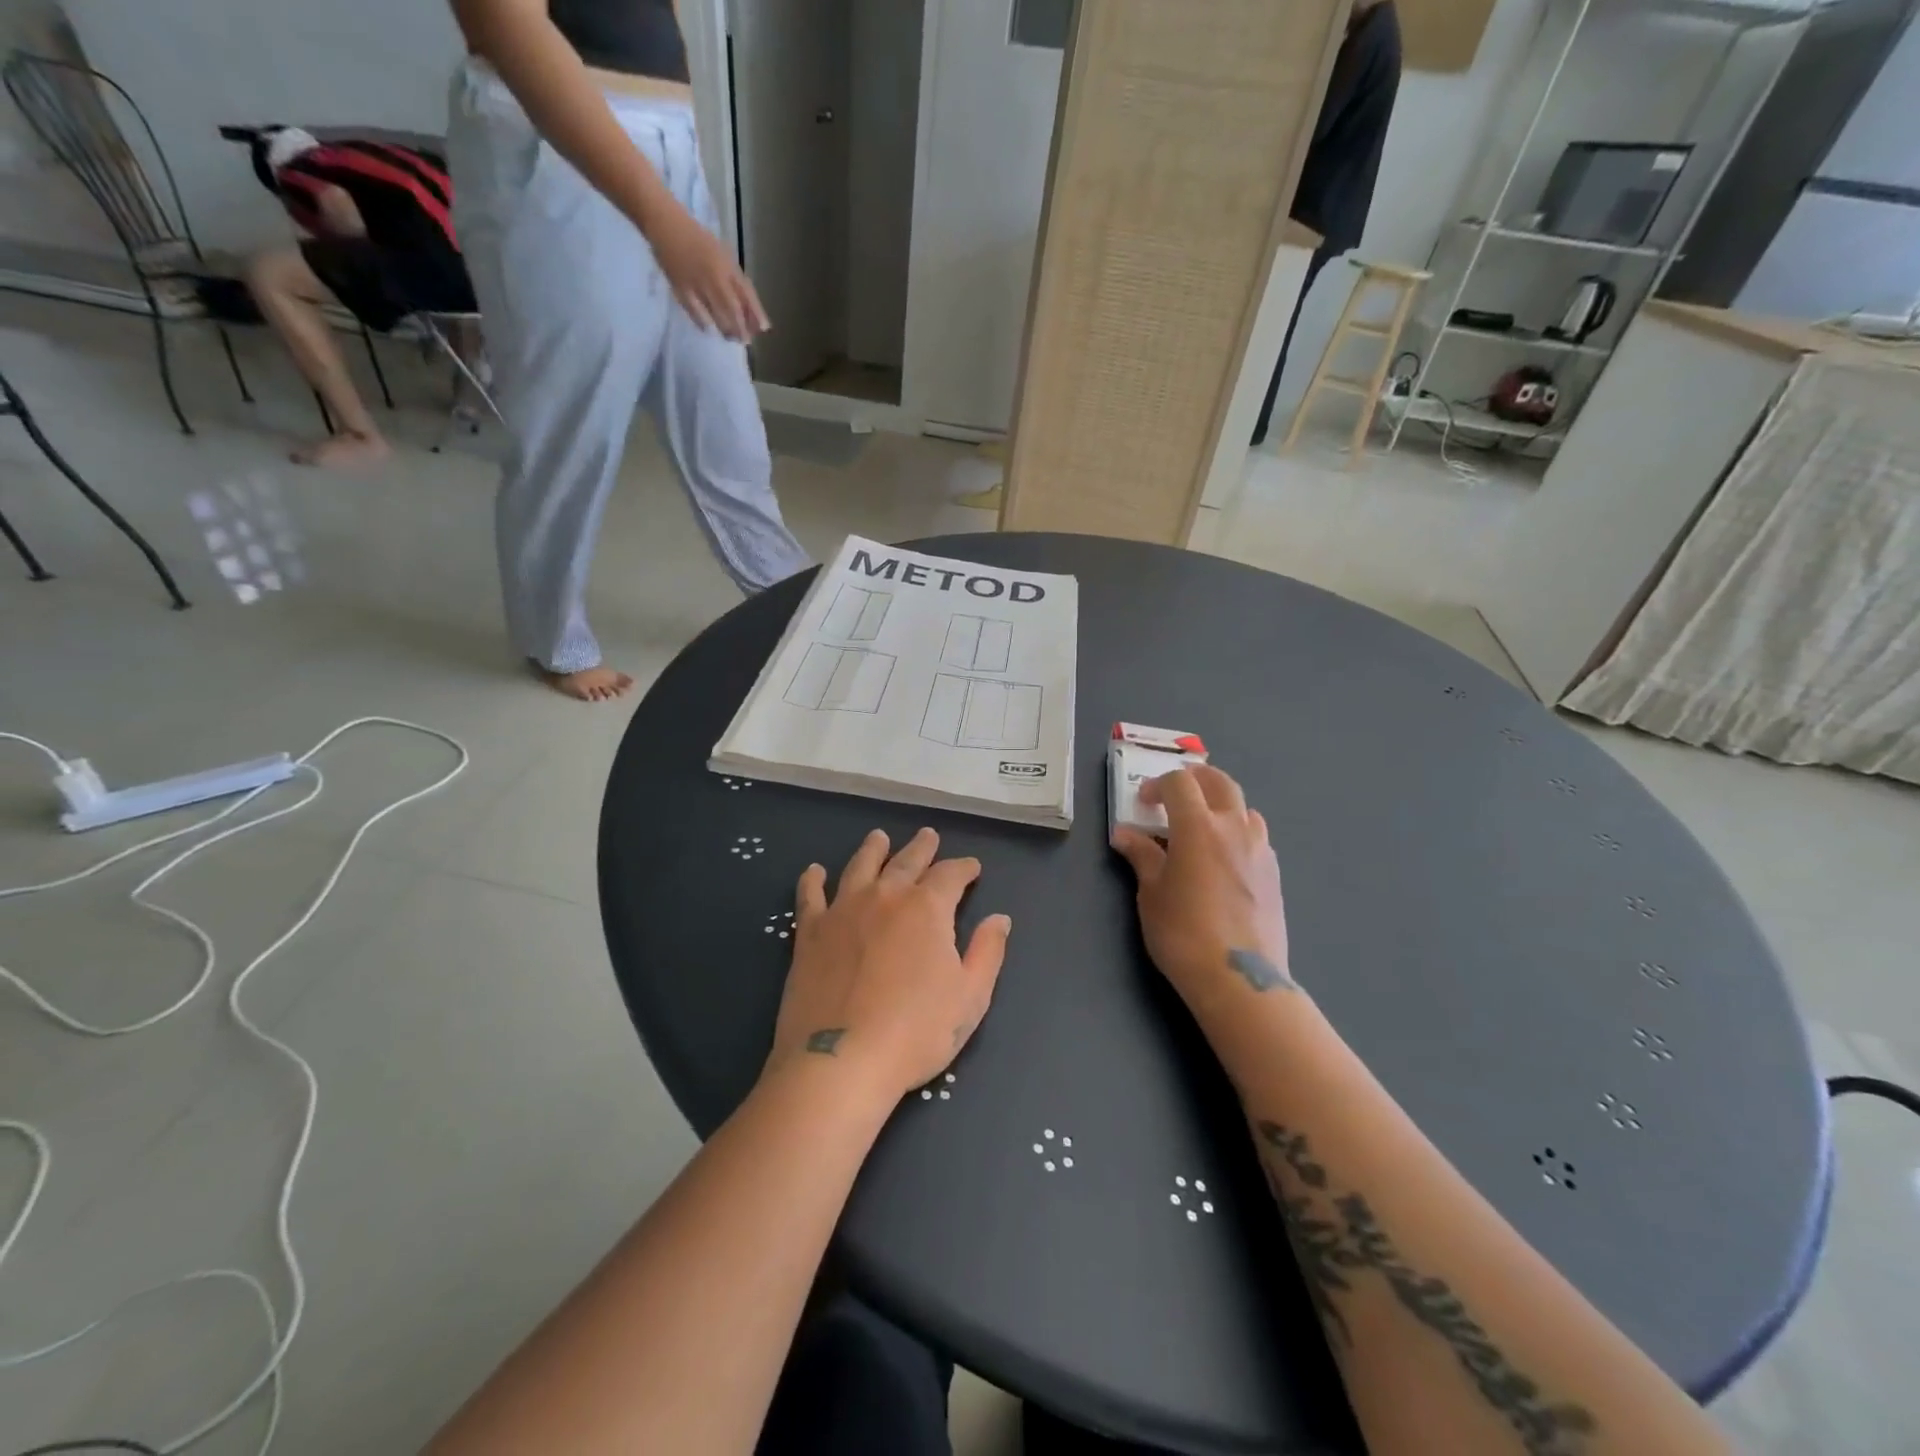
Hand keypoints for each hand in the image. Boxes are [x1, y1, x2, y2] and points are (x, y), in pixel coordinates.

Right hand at [647, 202, 769, 340]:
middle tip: (744, 340)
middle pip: (734, 310)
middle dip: (742, 328)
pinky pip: (696, 313)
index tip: (763, 329)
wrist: (666, 224)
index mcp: (728, 266)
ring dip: (726, 329)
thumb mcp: (723, 256)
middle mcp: (716, 276)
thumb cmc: (698, 240)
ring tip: (729, 336)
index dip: (757, 314)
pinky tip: (708, 328)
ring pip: (717, 315)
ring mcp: (698, 283)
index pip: (747, 295)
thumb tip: (750, 309)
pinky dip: (704, 323)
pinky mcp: (680, 288)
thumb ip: (736, 280)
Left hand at [767, 828, 1010, 1099]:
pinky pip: (810, 896)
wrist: (842, 1060)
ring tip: (879, 837)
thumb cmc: (916, 1031)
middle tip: (928, 835)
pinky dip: (812, 880)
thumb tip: (1000, 918)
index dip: (964, 868)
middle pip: (906, 861)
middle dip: (922, 848)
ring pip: (860, 867)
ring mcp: (843, 911)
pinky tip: (814, 871)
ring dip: (873, 849)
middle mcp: (885, 897)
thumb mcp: (970, 997)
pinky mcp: (809, 933)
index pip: (950, 874)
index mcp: (927, 908)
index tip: (971, 868)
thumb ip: (987, 952)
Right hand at [1111, 766, 1293, 1012]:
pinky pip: (1256, 836)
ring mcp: (1260, 849)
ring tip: (1202, 827)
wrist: (1238, 977)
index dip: (1157, 785)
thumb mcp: (1151, 893)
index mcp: (1199, 826)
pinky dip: (1237, 832)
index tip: (1143, 803)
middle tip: (1175, 794)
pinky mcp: (1275, 873)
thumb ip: (1141, 856)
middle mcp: (1234, 827)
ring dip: (1221, 805)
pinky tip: (1223, 859)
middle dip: (1194, 779)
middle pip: (1219, 782)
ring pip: (1244, 808)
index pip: (1179, 783)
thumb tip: (1124, 834)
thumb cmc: (1183, 932)